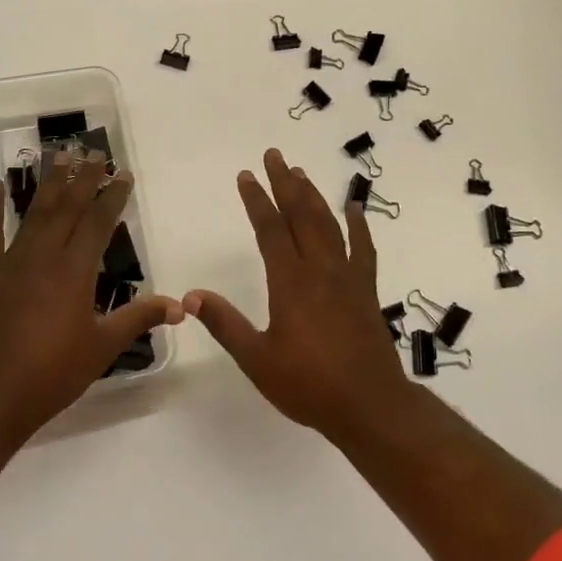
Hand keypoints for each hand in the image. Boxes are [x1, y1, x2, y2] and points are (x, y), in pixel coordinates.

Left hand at [0, 151, 174, 447]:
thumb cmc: (49, 375)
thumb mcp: (102, 348)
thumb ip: (139, 319)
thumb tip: (181, 306)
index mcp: (75, 271)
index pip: (98, 222)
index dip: (112, 196)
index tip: (123, 173)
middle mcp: (43, 256)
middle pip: (67, 207)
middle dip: (83, 177)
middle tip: (94, 150)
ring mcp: (10, 262)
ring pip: (33, 212)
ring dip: (47, 182)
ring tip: (57, 154)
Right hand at [187, 148, 412, 441]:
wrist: (370, 405)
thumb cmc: (309, 384)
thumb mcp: (258, 360)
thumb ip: (226, 325)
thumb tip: (191, 296)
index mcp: (290, 281)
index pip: (270, 229)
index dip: (257, 199)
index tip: (246, 175)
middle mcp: (319, 268)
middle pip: (300, 214)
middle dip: (285, 183)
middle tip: (274, 155)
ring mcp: (346, 276)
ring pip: (328, 224)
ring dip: (313, 196)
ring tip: (301, 173)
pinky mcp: (366, 289)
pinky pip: (363, 248)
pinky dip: (358, 226)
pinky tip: (355, 209)